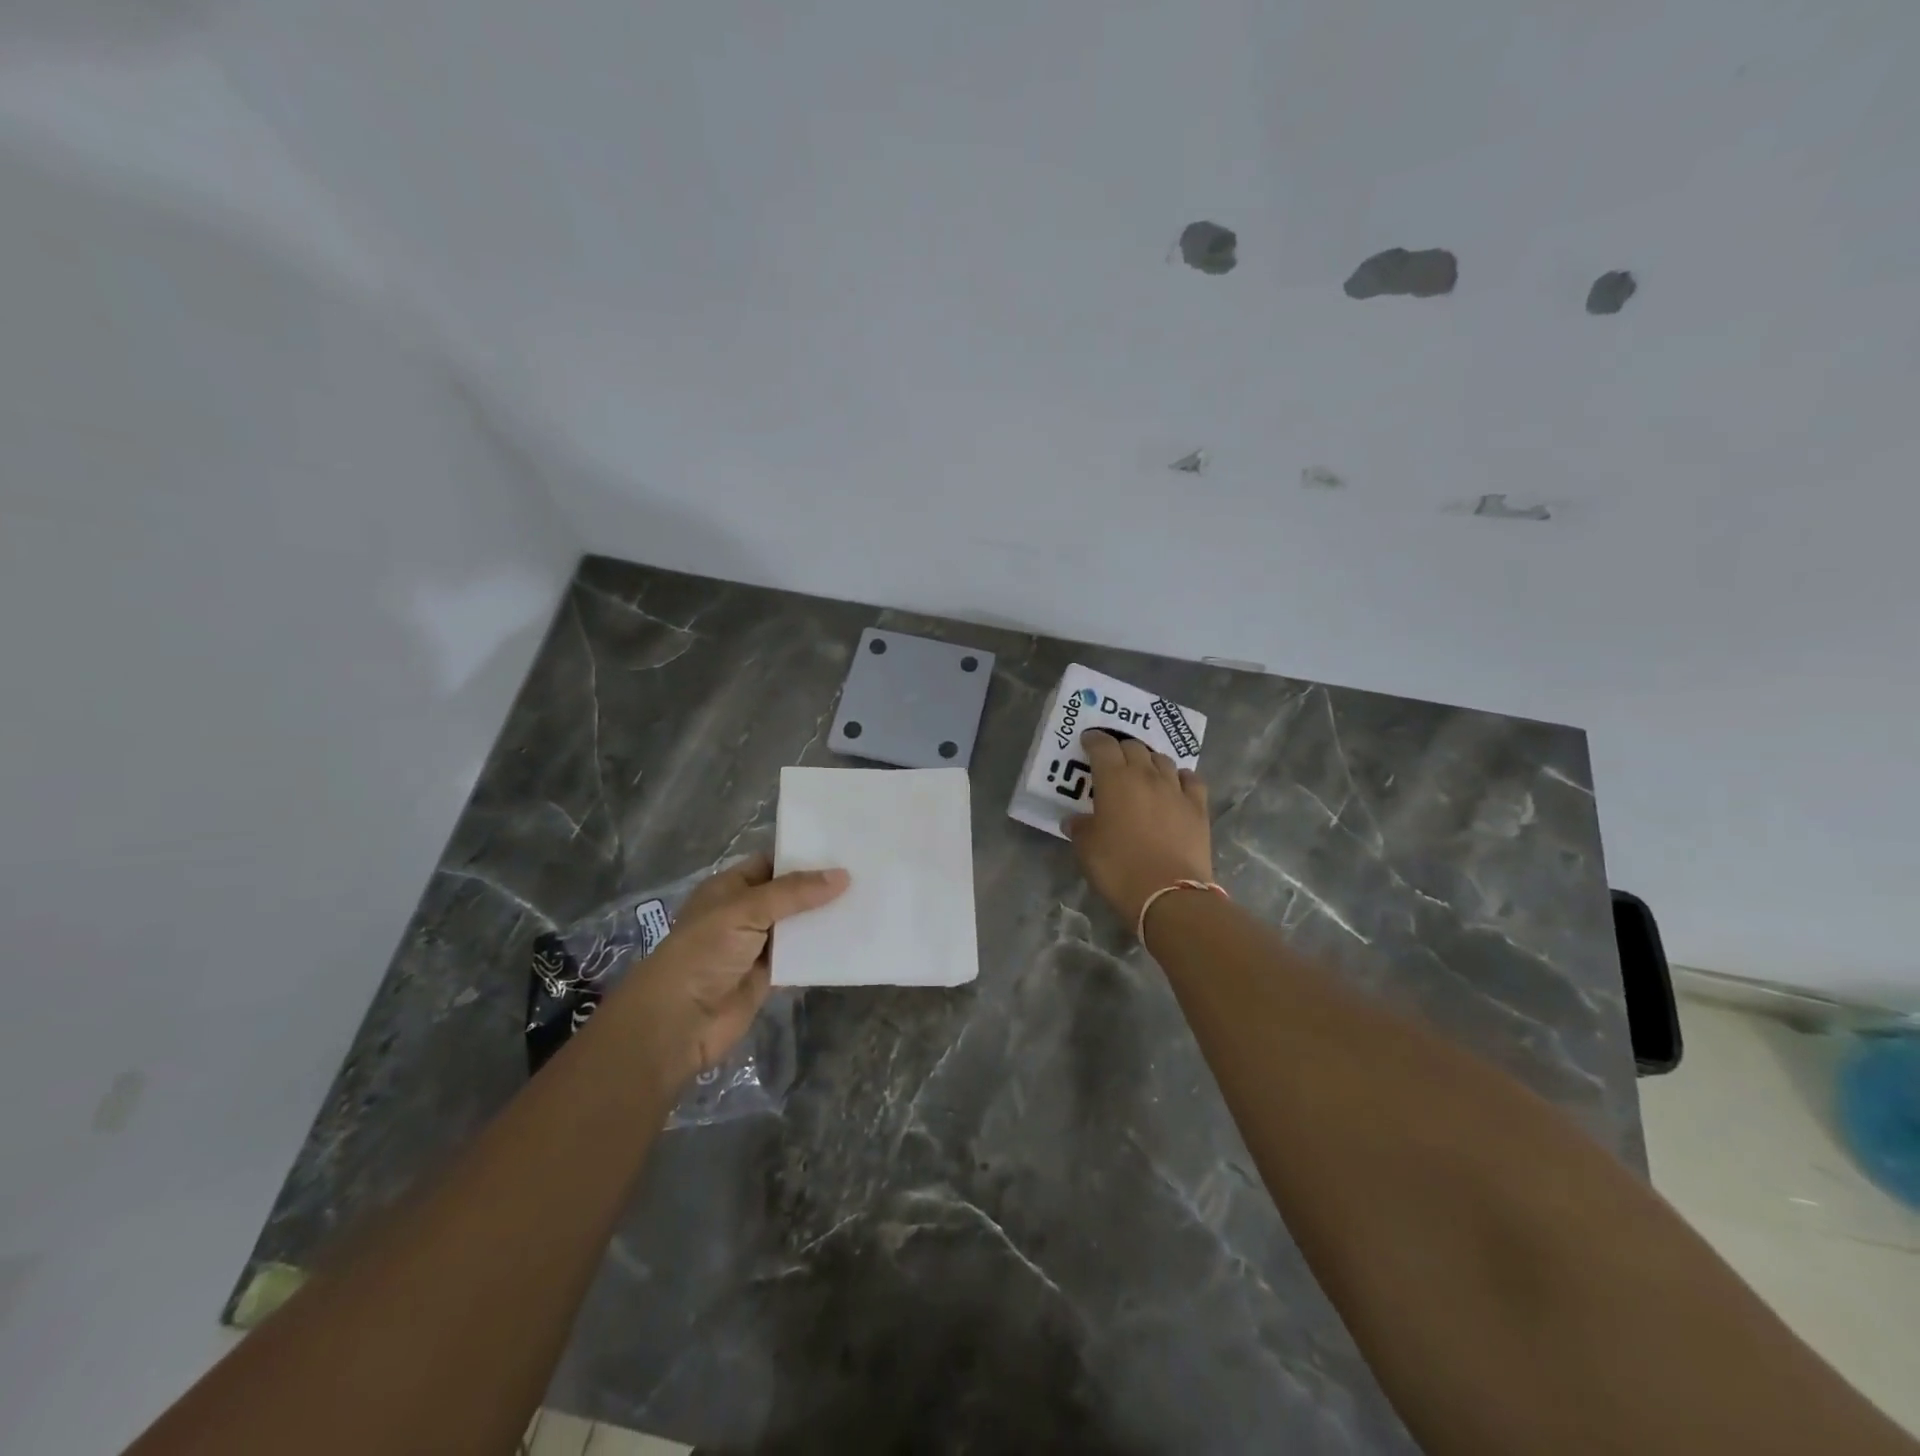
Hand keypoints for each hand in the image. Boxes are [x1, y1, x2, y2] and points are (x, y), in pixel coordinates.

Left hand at [605, 853, 848, 1085]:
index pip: (771, 863)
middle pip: (789, 894)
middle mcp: (744, 912)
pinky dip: (822, 951)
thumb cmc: (705, 952)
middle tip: (866, 874)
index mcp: (730, 887)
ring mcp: (757, 945)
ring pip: (798, 926)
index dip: (803, 856)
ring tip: (868, 903)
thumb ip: (794, 893)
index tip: (844, 851)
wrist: (679, 1020)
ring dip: (825, 919)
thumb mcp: (746, 910)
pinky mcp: (769, 975)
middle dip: (821, 888)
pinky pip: (801, 957)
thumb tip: (843, 876)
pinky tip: (853, 939)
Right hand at [1067, 729, 1213, 931]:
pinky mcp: (1198, 807)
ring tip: (1143, 771)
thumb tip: (1076, 820)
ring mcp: (1175, 790)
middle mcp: (1146, 776)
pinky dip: (1179, 777)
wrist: (1168, 894)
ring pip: (1162, 760)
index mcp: (1114, 780)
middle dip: (1121, 748)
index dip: (1094, 740)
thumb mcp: (1087, 849)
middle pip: (1134, 747)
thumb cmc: (1119, 868)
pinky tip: (1175, 785)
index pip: (1103, 747)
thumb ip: (1080, 828)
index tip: (1088, 741)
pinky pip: (1190, 779)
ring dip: (1149, 761)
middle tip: (1112, 759)